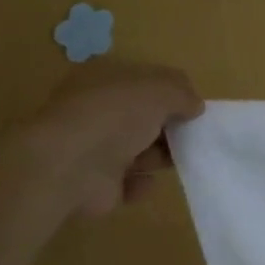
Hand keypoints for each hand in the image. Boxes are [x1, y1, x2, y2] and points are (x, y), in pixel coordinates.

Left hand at [28, 61, 204, 217]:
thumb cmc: (115, 116)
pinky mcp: (95, 184)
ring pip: (137, 151)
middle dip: (169, 127)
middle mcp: (96, 111)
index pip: (143, 81)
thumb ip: (183, 94)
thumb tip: (195, 107)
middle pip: (142, 118)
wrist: (70, 167)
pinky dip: (141, 184)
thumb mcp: (160, 90)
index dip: (171, 92)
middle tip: (193, 135)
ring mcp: (93, 149)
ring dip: (160, 156)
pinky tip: (147, 181)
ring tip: (179, 160)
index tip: (193, 106)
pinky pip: (128, 183)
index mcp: (104, 80)